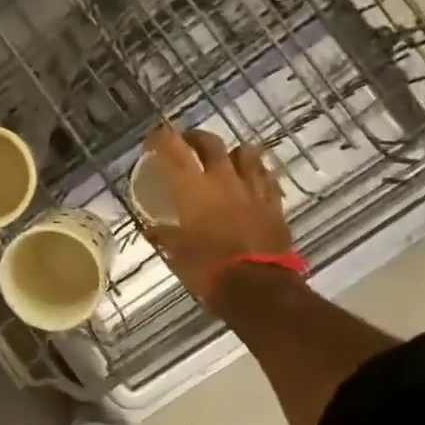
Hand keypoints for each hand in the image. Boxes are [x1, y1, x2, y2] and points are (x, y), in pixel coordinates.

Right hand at [142, 125, 293, 307]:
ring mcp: (251, 188)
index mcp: (192, 187)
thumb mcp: (175, 253)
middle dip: (194, 138)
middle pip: (209, 142)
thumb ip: (163, 234)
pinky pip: (266, 176)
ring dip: (230, 152)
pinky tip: (251, 180)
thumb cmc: (208, 268)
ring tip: (224, 159)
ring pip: (244, 152)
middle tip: (186, 144)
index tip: (151, 140)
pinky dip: (255, 173)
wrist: (257, 286)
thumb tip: (151, 228)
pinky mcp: (273, 202)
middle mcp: (222, 178)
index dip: (160, 138)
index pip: (172, 148)